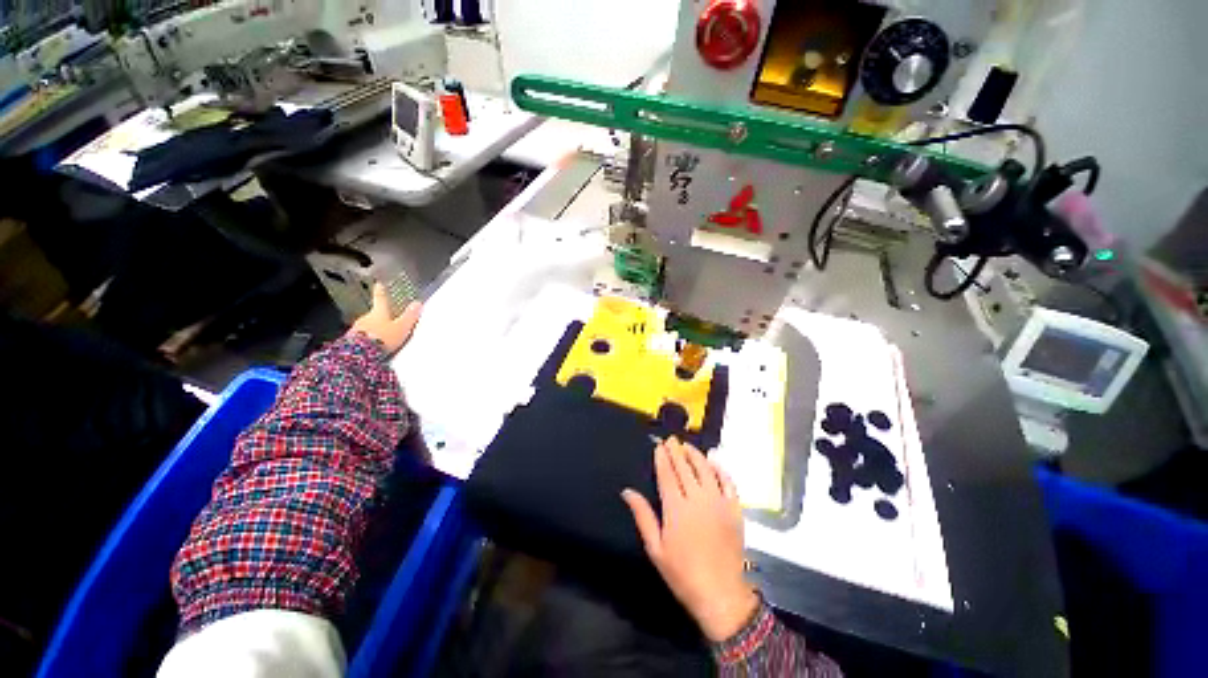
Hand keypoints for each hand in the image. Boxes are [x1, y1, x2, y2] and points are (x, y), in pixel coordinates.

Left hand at [349, 283, 422, 354]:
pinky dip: (368, 339)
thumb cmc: (382, 338)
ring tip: (382, 337)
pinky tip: (374, 346)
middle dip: (379, 316)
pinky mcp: (351, 341)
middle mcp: (366, 318)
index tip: (379, 284)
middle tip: (386, 319)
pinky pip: (362, 337)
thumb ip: (409, 316)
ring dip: (373, 329)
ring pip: (367, 326)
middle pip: (374, 314)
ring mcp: (357, 329)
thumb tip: (417, 303)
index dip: (381, 291)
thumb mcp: (401, 327)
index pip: (381, 299)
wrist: (360, 354)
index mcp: (379, 312)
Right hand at [622, 438, 758, 642]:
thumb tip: (627, 491)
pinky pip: (728, 482)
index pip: (667, 474)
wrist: (720, 594)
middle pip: (685, 468)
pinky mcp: (734, 509)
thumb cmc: (682, 572)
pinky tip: (713, 462)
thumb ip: (642, 515)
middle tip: (672, 439)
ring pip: (706, 470)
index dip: (663, 458)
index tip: (659, 445)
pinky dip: (720, 469)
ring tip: (688, 446)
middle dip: (677, 451)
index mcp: (676, 508)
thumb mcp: (655, 547)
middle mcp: (697, 499)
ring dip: (696, 455)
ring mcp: (718, 502)